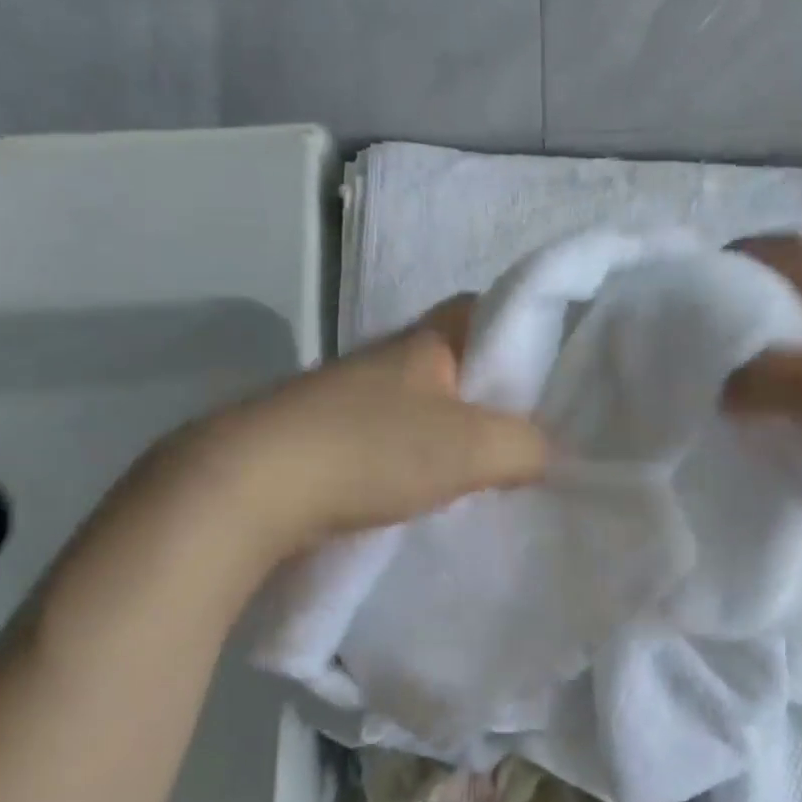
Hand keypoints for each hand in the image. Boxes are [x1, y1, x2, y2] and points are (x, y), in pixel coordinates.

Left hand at [157, 297, 549, 549]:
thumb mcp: (472, 447)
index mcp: (425, 342)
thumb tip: (547, 454)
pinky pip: (394, 441)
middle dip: (494, 395)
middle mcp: (387, 361)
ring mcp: (352, 400)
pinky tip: (433, 492)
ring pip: (426, 406)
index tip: (551, 372)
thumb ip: (526, 445)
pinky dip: (420, 461)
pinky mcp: (327, 439)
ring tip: (489, 471)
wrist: (251, 488)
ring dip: (456, 434)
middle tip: (530, 433)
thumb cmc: (372, 449)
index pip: (485, 309)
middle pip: (458, 364)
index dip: (523, 329)